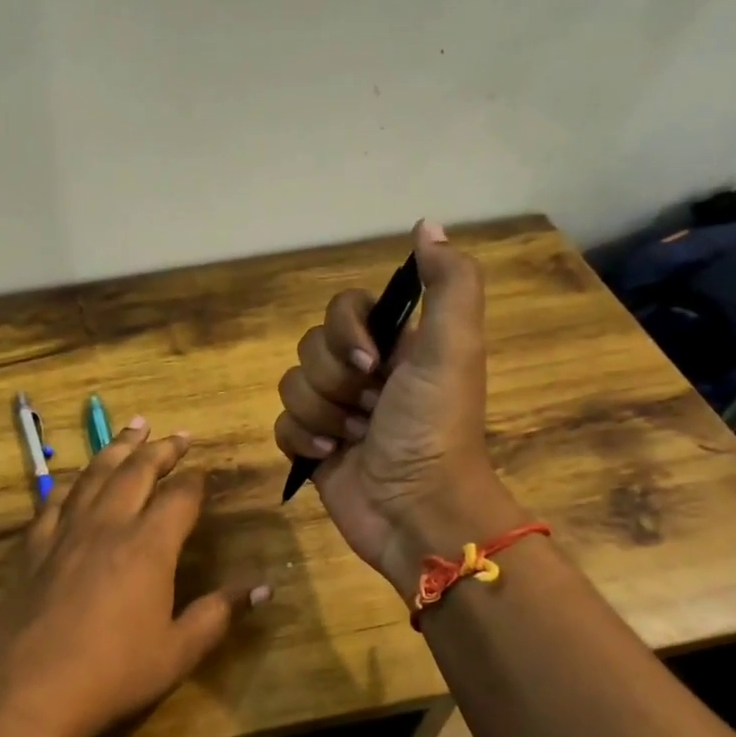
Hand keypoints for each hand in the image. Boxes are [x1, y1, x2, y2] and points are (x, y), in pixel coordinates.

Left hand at [0, 420, 268, 736]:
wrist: (30, 691)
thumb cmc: (114, 673)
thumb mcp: (178, 651)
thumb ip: (219, 613)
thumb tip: (264, 588)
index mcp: (149, 545)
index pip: (180, 496)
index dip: (195, 480)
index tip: (204, 471)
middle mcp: (108, 525)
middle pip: (136, 471)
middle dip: (160, 449)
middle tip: (176, 434)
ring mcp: (65, 533)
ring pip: (94, 475)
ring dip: (116, 448)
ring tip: (132, 427)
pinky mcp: (33, 548)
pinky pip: (54, 501)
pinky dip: (70, 482)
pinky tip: (74, 479)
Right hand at [274, 220, 519, 599]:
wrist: (417, 512)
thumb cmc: (434, 429)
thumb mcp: (453, 349)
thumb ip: (448, 284)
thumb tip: (426, 224)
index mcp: (396, 346)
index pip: (342, 308)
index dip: (345, 332)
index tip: (371, 363)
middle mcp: (364, 373)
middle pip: (310, 347)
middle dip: (334, 382)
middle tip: (369, 411)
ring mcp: (336, 412)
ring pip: (291, 386)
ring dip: (321, 415)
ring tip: (352, 440)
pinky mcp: (314, 447)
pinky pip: (282, 425)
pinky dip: (303, 440)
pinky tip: (331, 457)